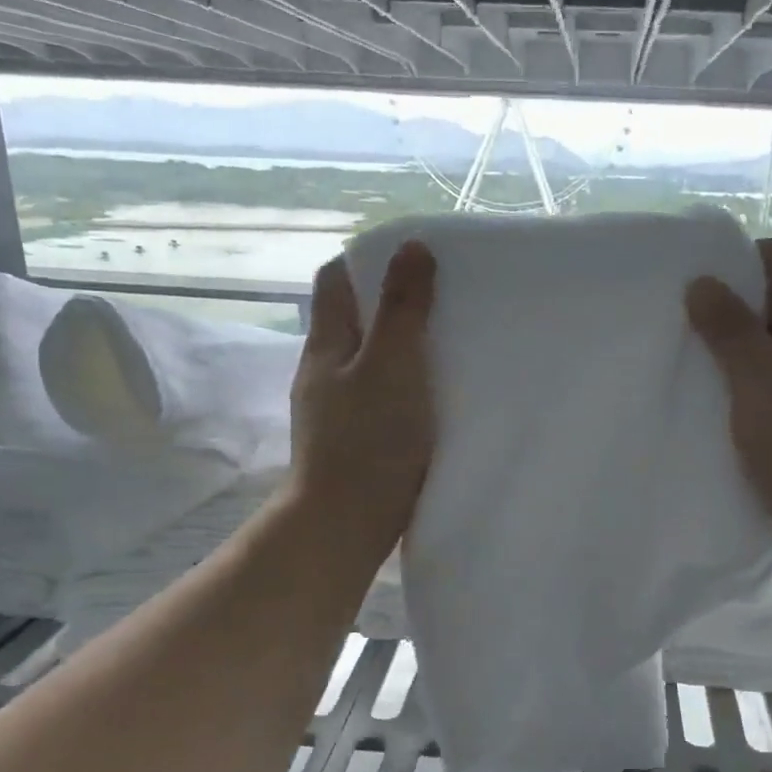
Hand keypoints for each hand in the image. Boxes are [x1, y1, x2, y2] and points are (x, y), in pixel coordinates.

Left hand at [290, 241, 436, 557]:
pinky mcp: (353, 440)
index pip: (335, 280)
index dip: (368, 260)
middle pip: (353, 320)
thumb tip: (412, 247)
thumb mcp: (392, 363)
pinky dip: (403, 386)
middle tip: (443, 301)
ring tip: (447, 346)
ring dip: (400, 348)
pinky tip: (433, 397)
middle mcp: (324, 371)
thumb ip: (403, 307)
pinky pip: (379, 396)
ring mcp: (335, 409)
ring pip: (368, 361)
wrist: (346, 524)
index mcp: (327, 344)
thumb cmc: (370, 439)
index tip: (413, 259)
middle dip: (392, 304)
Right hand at [687, 237, 771, 582]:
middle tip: (668, 321)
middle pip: (767, 303)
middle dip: (719, 305)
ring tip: (674, 361)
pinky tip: (697, 406)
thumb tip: (703, 282)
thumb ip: (732, 330)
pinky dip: (729, 390)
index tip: (688, 277)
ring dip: (721, 352)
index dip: (737, 256)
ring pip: (760, 350)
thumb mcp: (762, 382)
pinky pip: (759, 391)